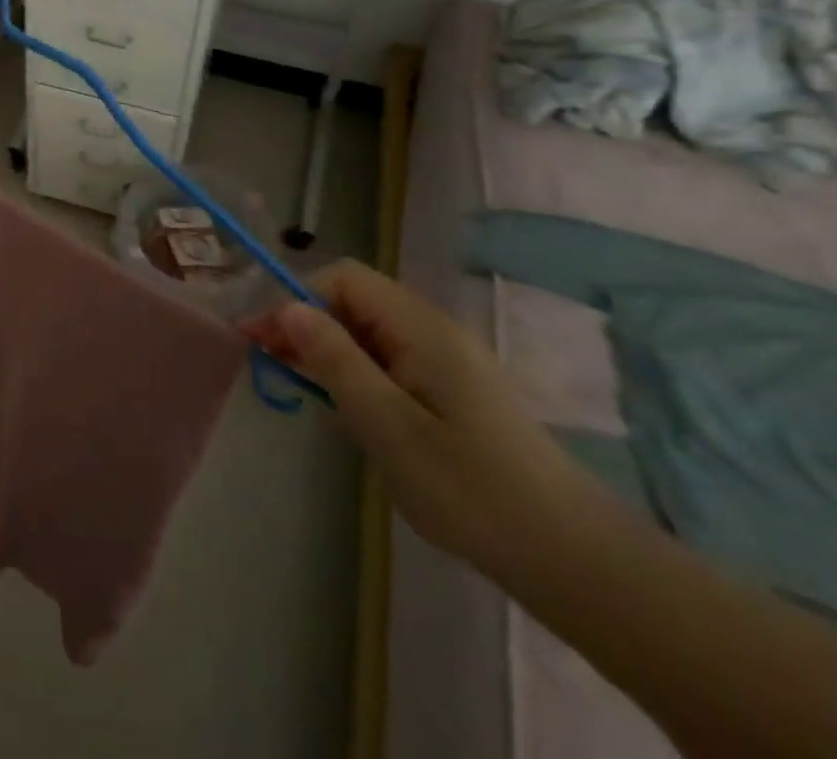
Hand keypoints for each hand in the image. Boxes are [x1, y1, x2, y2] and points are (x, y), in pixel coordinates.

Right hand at [245, 260, 600, 575]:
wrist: (571, 558)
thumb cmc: (469, 488)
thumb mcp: (386, 423)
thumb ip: (334, 359)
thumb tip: (288, 308)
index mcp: (420, 327)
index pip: (344, 278)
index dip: (298, 298)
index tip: (265, 340)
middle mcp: (434, 330)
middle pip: (354, 301)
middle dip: (307, 323)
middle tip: (269, 363)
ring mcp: (447, 360)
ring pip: (370, 332)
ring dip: (329, 349)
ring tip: (299, 386)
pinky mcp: (454, 390)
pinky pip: (390, 360)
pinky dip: (357, 372)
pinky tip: (347, 408)